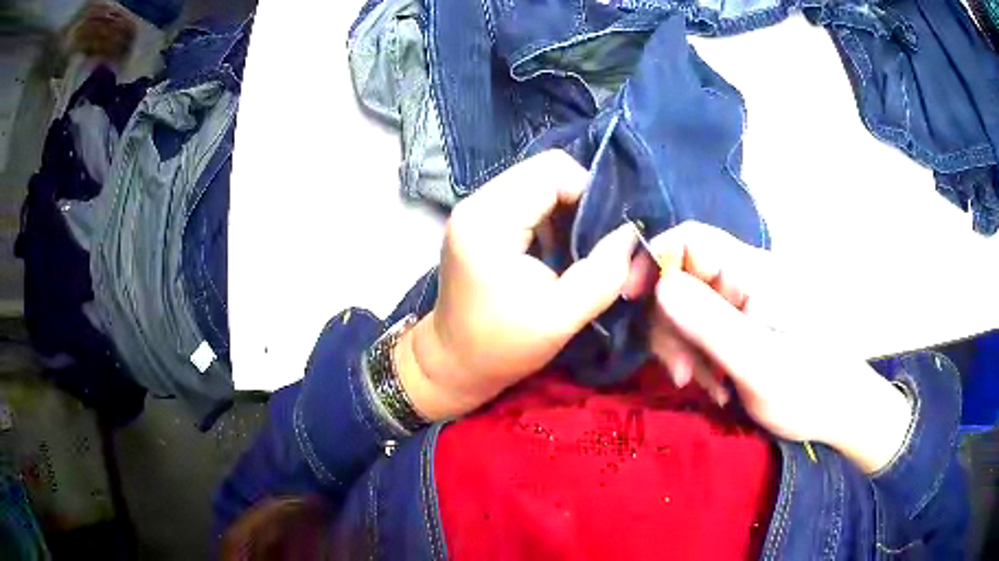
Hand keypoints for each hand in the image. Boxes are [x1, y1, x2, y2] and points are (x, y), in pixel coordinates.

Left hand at [396, 151, 636, 420]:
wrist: (452, 362)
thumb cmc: (502, 346)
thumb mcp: (561, 318)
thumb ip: (603, 274)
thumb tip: (631, 234)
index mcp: (489, 221)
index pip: (552, 172)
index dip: (589, 194)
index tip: (605, 235)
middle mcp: (476, 202)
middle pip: (543, 169)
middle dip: (578, 198)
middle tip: (593, 241)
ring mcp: (474, 208)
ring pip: (536, 180)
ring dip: (565, 207)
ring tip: (575, 246)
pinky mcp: (478, 218)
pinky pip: (524, 196)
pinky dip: (549, 213)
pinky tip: (555, 246)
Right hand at [645, 222, 911, 472]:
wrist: (841, 411)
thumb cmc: (809, 388)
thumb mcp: (759, 363)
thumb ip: (711, 324)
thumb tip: (658, 284)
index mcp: (751, 271)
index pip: (688, 240)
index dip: (652, 261)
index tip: (629, 302)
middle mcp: (743, 278)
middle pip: (680, 278)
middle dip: (670, 325)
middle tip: (683, 374)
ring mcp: (742, 303)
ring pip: (686, 309)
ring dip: (683, 348)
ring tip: (706, 386)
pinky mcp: (741, 325)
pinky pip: (701, 331)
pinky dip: (698, 358)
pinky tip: (716, 385)